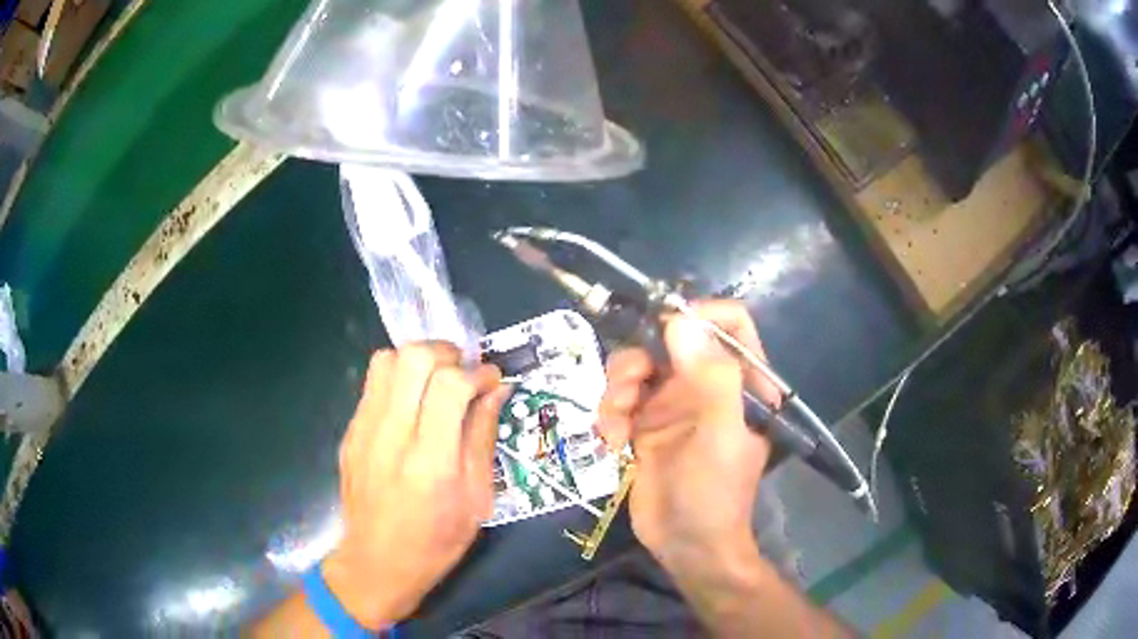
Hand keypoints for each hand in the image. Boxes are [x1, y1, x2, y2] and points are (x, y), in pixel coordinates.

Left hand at [323, 343, 510, 627]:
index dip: (478, 372)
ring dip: (419, 360)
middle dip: (447, 353)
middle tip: (463, 373)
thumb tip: (497, 390)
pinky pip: (372, 383)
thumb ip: (483, 438)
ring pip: (387, 359)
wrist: (376, 562)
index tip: (491, 380)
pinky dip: (398, 379)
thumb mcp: (476, 500)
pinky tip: (411, 405)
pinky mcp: (349, 431)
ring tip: (435, 382)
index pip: (451, 385)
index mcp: (431, 462)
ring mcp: (363, 431)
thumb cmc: (436, 541)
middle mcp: (392, 437)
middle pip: (414, 358)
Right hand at [598, 301, 779, 570]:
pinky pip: (619, 397)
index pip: (728, 323)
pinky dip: (609, 413)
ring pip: (638, 365)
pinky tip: (612, 441)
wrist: (686, 546)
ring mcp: (674, 403)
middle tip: (626, 388)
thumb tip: (679, 321)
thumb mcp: (721, 436)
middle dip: (640, 358)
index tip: (662, 329)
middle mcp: (707, 384)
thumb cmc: (715, 493)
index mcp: (739, 380)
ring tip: (614, 423)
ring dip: (617, 387)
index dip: (698, 314)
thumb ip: (711, 378)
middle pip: (669, 339)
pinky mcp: (645, 423)